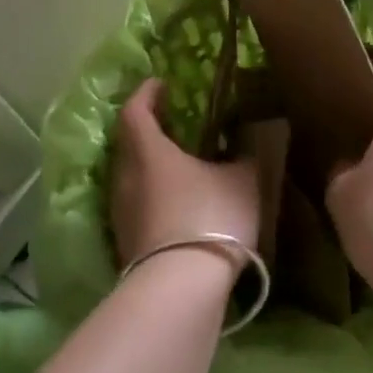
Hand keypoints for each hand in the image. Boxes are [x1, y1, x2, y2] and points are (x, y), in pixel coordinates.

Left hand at [110, 79, 258, 270]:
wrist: (182, 288)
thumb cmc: (212, 217)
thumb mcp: (244, 180)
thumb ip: (247, 155)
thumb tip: (251, 137)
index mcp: (149, 152)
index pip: (135, 111)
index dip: (146, 93)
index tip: (160, 84)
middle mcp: (125, 177)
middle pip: (127, 144)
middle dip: (147, 129)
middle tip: (173, 124)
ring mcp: (121, 213)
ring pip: (130, 176)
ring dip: (149, 166)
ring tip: (179, 165)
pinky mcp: (125, 243)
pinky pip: (136, 205)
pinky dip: (152, 196)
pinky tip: (177, 204)